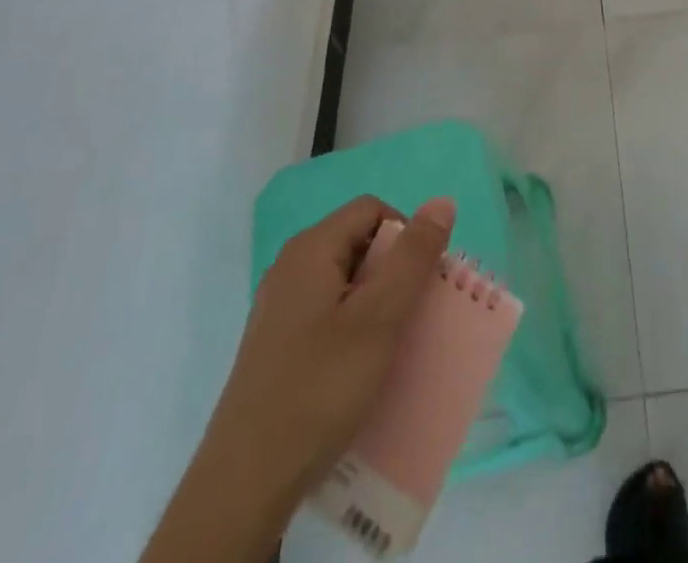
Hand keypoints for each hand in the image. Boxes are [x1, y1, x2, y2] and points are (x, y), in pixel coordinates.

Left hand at [142, 195, 454, 562]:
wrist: (244, 486)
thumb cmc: (319, 388)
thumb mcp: (379, 318)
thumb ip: (413, 257)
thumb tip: (442, 202)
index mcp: (311, 249)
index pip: (373, 210)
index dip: (407, 234)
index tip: (423, 280)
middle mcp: (291, 267)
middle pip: (359, 243)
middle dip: (395, 271)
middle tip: (414, 315)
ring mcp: (279, 308)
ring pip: (345, 282)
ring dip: (377, 303)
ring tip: (394, 344)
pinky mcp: (277, 345)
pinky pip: (328, 314)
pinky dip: (354, 328)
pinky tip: (362, 369)